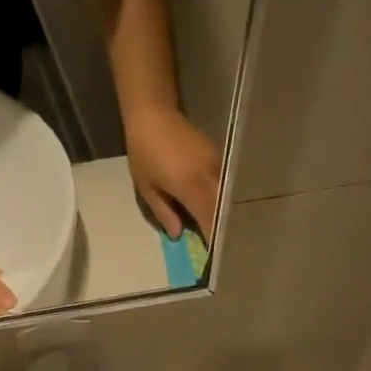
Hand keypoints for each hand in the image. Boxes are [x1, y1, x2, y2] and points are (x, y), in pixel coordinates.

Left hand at [126, 107, 221, 238]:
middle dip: (224, 231)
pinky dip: (223, 199)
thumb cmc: (144, 152)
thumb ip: (164, 212)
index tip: (215, 257)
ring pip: (227, 197)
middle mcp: (209, 176)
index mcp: (190, 187)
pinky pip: (225, 184)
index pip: (209, 220)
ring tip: (224, 233)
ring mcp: (217, 165)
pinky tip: (219, 209)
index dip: (213, 239)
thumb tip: (179, 235)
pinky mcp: (219, 156)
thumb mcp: (147, 187)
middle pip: (223, 210)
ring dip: (225, 215)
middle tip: (224, 250)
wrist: (154, 114)